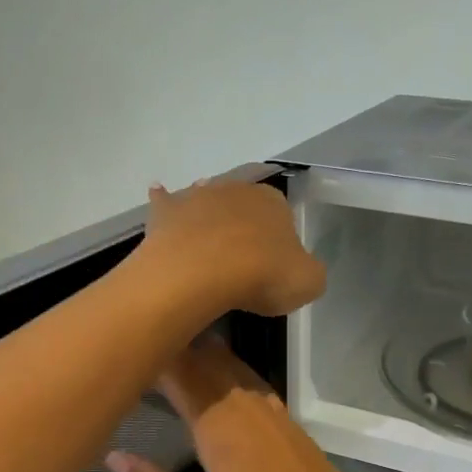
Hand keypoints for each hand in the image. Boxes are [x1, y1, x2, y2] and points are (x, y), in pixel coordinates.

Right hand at [106, 340, 402, 471]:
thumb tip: (115, 456)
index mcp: (221, 429)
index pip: (180, 373)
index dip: (152, 354)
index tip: (122, 352)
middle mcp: (247, 408)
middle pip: (206, 359)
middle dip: (172, 347)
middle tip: (136, 350)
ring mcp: (272, 411)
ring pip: (231, 364)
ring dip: (199, 354)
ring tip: (166, 355)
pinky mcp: (288, 422)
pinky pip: (250, 381)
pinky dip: (226, 371)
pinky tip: (214, 382)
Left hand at [137, 178, 325, 317]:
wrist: (202, 273)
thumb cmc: (262, 275)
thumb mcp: (308, 282)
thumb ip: (308, 272)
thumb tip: (299, 270)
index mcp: (274, 201)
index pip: (283, 217)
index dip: (279, 244)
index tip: (273, 270)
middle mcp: (236, 189)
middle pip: (244, 209)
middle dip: (244, 230)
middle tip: (242, 266)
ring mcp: (197, 197)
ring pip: (207, 204)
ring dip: (209, 222)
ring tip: (208, 252)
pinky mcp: (166, 212)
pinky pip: (166, 204)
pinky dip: (165, 204)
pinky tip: (162, 205)